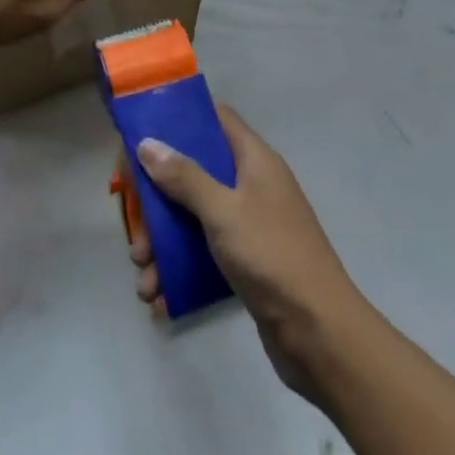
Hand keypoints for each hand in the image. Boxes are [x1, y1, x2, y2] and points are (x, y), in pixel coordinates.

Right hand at [130, 105, 368, 398]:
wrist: (321, 334)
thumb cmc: (272, 256)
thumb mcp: (223, 211)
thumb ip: (185, 177)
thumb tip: (148, 143)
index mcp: (254, 159)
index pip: (214, 119)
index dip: (178, 122)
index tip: (141, 137)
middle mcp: (252, 185)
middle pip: (194, 173)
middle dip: (158, 200)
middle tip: (134, 226)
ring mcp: (250, 225)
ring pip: (194, 218)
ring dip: (163, 243)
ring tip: (143, 277)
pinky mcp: (247, 264)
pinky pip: (204, 255)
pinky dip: (180, 271)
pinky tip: (159, 298)